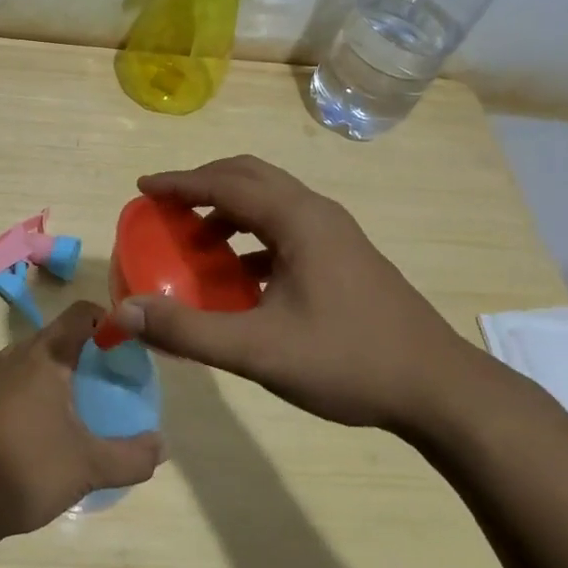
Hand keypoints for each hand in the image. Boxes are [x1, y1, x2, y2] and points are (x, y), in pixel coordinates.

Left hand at [0, 302, 164, 541]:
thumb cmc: (25, 469)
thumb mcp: (88, 467)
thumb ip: (131, 457)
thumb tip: (162, 446)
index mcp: (45, 355)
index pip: (82, 313)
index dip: (109, 320)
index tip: (130, 346)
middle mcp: (17, 355)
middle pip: (61, 335)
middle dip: (90, 350)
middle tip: (116, 378)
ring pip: (38, 358)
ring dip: (64, 371)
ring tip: (89, 403)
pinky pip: (20, 380)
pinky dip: (41, 389)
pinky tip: (52, 425)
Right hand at [104, 155, 485, 430]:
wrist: (441, 390)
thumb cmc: (349, 361)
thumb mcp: (260, 350)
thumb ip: (189, 331)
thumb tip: (126, 312)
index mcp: (297, 219)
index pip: (225, 183)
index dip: (180, 183)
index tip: (142, 187)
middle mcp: (317, 213)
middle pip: (249, 176)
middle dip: (203, 185)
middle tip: (165, 205)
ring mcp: (336, 234)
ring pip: (271, 200)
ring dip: (228, 209)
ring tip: (196, 240)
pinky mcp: (345, 256)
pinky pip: (286, 227)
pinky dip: (252, 235)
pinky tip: (240, 275)